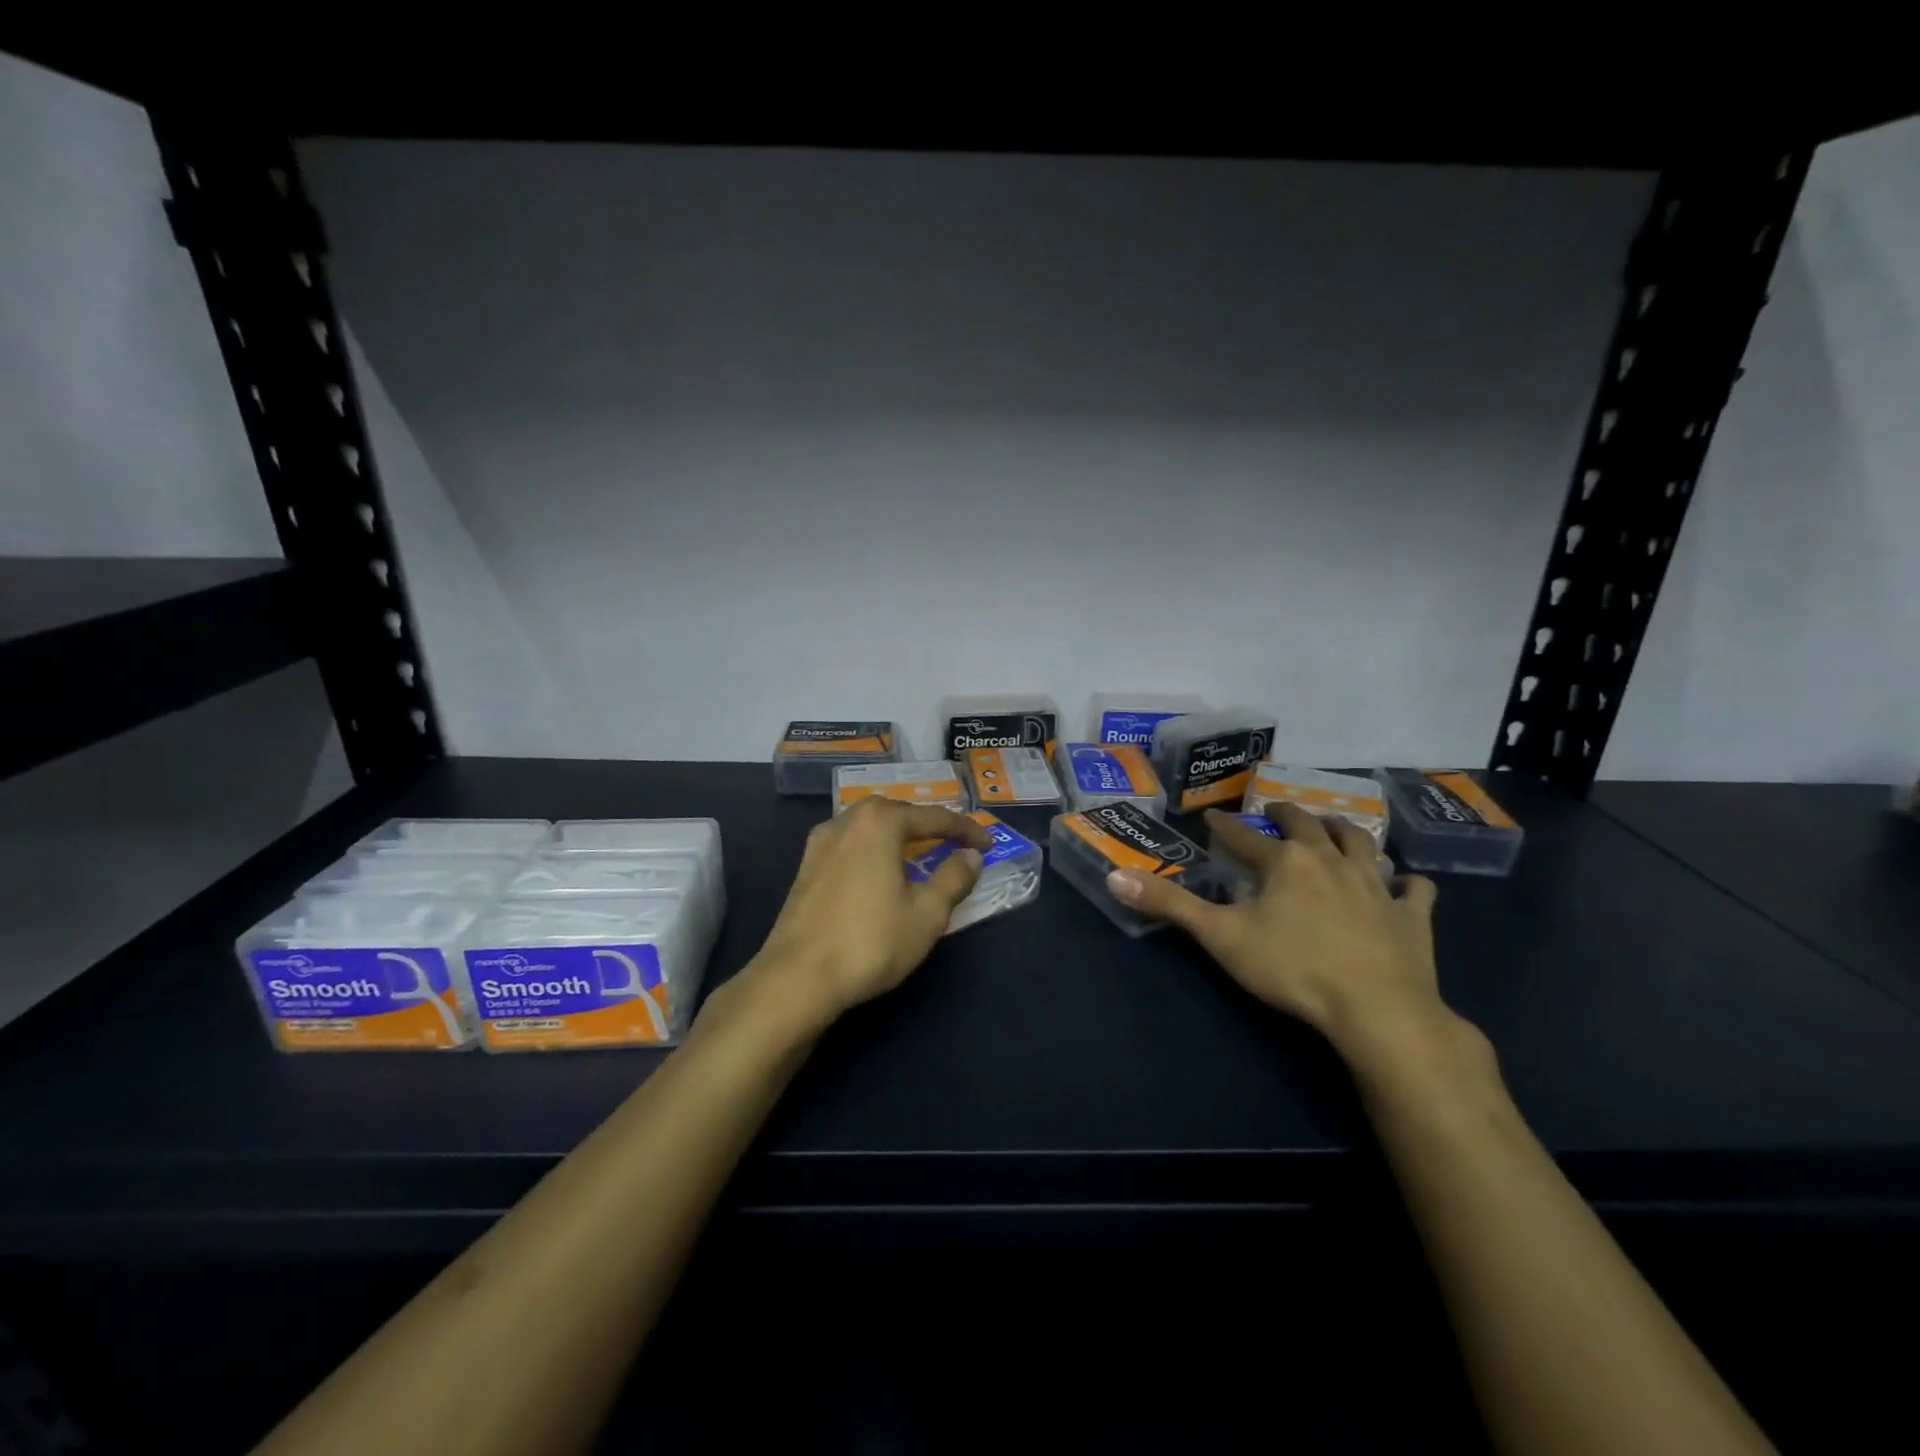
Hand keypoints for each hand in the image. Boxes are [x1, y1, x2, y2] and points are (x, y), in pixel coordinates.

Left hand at [750, 800, 990, 1026]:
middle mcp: (847, 821)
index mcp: (880, 823)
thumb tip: (970, 858)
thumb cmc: (870, 942)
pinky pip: (850, 845)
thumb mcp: (927, 914)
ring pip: (869, 827)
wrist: (797, 978)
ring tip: (918, 855)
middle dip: (927, 825)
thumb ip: (953, 879)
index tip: (988, 845)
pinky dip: (873, 850)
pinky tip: (879, 873)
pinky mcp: (806, 868)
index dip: (966, 830)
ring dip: (897, 836)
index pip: (934, 818)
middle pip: (897, 813)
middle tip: (953, 843)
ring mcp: (820, 843)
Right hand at [1106, 803, 1463, 1066]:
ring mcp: (1375, 886)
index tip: (1213, 817)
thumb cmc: (1292, 968)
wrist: (1378, 1010)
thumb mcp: (1220, 937)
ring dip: (1344, 831)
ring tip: (1334, 825)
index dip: (1225, 827)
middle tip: (1275, 810)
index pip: (1245, 837)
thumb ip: (1169, 906)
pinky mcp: (1411, 916)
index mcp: (1285, 863)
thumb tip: (1116, 877)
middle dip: (1286, 815)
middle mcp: (1330, 861)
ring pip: (1361, 844)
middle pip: (1306, 826)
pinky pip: (1414, 890)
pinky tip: (1405, 884)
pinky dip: (1407, 883)